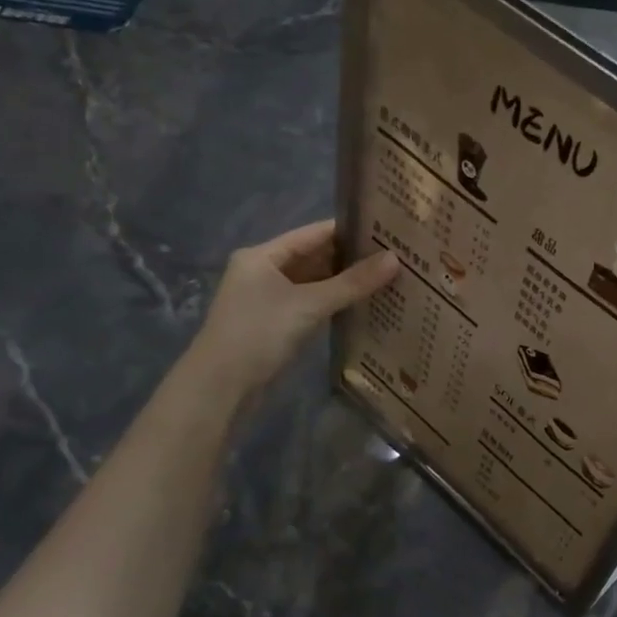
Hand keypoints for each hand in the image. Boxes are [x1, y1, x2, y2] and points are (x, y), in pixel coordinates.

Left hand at [185, 221, 396, 400]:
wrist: (220, 386)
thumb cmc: (260, 333)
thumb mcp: (309, 304)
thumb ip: (353, 282)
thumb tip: (395, 259)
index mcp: (263, 256)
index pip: (313, 233)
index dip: (349, 230)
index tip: (386, 229)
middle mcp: (264, 272)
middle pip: (314, 257)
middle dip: (351, 258)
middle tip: (396, 256)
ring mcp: (269, 300)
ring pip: (314, 283)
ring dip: (345, 282)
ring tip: (388, 277)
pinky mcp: (276, 324)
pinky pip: (312, 304)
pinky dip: (335, 303)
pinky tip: (363, 304)